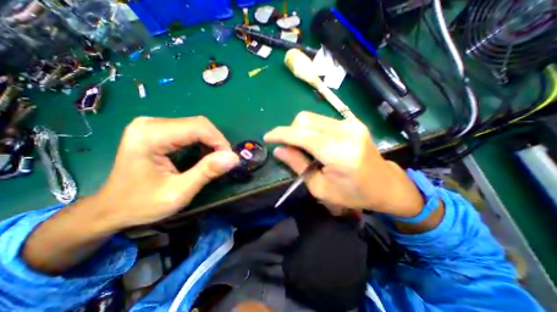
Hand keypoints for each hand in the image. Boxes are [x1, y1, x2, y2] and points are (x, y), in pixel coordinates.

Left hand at [96, 115, 238, 227]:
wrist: (111, 209)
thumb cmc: (141, 204)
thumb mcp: (179, 192)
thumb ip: (207, 172)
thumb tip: (234, 158)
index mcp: (151, 136)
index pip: (198, 127)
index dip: (219, 141)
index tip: (229, 160)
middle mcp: (151, 123)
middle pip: (199, 124)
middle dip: (217, 142)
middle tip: (222, 161)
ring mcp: (153, 124)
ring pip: (196, 126)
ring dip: (211, 142)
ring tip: (213, 160)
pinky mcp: (157, 129)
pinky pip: (189, 130)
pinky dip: (202, 142)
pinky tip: (202, 155)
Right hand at [264, 111, 422, 217]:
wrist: (385, 185)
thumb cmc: (352, 194)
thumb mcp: (320, 188)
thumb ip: (298, 165)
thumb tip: (278, 150)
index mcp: (340, 154)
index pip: (303, 135)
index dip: (281, 134)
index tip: (267, 137)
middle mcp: (346, 132)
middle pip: (305, 119)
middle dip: (290, 131)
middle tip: (289, 147)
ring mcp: (351, 124)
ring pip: (312, 117)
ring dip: (300, 130)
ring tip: (303, 148)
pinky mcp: (352, 122)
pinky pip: (322, 121)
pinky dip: (311, 130)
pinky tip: (315, 143)